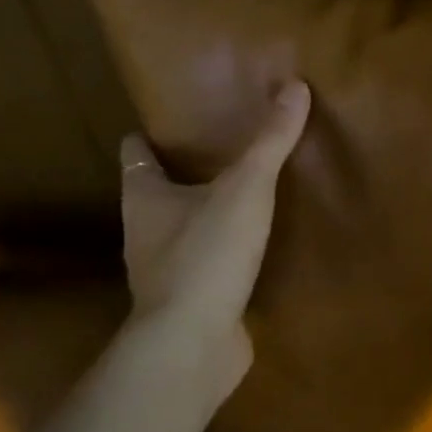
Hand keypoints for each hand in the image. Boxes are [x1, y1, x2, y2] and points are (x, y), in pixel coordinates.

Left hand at [120, 81, 310, 381]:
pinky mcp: (189, 303)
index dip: (148, 135)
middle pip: (156, 191)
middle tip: (221, 149)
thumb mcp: (245, 189)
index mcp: (145, 197)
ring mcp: (164, 272)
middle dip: (182, 172)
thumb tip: (295, 85)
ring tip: (241, 194)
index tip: (172, 120)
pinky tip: (251, 250)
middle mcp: (145, 232)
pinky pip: (205, 266)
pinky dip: (221, 254)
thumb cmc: (206, 254)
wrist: (192, 346)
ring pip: (180, 230)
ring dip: (203, 214)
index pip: (135, 153)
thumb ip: (270, 141)